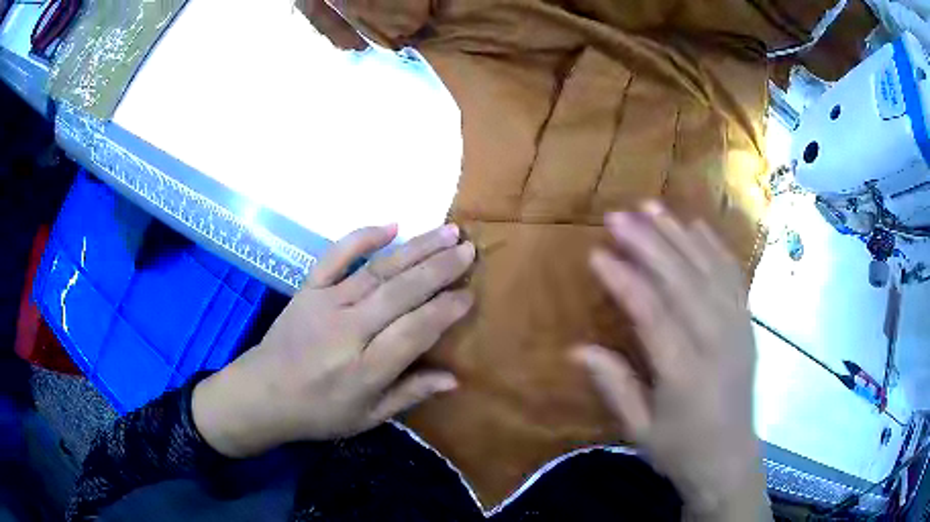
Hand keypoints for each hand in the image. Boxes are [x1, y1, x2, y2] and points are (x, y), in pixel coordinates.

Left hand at [193, 224, 474, 457]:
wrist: (261, 393)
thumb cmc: (318, 413)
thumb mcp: (367, 417)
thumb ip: (409, 394)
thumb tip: (455, 379)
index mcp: (364, 370)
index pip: (414, 332)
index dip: (445, 311)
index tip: (470, 294)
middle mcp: (347, 332)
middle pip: (400, 293)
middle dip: (439, 269)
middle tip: (470, 250)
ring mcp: (324, 304)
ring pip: (378, 270)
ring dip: (416, 248)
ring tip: (448, 231)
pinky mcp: (308, 289)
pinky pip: (335, 256)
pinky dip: (362, 237)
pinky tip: (391, 224)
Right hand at [573, 203, 765, 517]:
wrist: (730, 459)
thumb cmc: (680, 449)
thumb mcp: (639, 431)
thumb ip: (614, 386)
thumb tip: (576, 349)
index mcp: (685, 373)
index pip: (652, 314)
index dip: (623, 281)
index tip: (596, 254)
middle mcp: (715, 342)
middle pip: (682, 281)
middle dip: (648, 243)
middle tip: (618, 216)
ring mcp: (737, 328)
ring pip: (708, 270)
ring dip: (679, 235)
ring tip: (651, 207)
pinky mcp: (747, 324)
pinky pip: (732, 276)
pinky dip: (714, 247)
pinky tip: (696, 226)